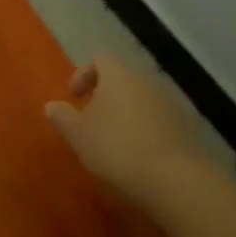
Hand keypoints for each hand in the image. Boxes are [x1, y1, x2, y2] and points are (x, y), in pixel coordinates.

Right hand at [45, 53, 196, 203]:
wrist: (174, 177)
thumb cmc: (117, 147)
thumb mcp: (78, 134)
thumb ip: (62, 117)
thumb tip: (51, 106)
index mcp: (118, 75)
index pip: (99, 58)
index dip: (83, 74)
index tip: (74, 97)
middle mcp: (145, 81)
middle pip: (121, 78)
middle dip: (104, 95)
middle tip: (91, 120)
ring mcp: (168, 102)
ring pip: (139, 98)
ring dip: (124, 113)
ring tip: (113, 140)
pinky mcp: (184, 126)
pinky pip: (156, 118)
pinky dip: (143, 128)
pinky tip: (137, 153)